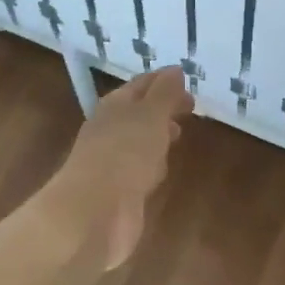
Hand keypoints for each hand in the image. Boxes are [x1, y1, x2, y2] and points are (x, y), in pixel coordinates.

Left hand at [38, 67, 192, 270]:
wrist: (93, 214)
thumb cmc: (125, 154)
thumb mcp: (151, 115)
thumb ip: (165, 93)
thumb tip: (175, 70)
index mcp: (116, 104)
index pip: (143, 83)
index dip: (165, 80)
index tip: (188, 80)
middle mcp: (111, 128)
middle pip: (141, 111)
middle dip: (164, 107)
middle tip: (190, 107)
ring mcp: (113, 160)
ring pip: (140, 139)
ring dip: (158, 134)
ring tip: (180, 133)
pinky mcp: (119, 190)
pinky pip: (140, 169)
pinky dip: (153, 164)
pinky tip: (163, 169)